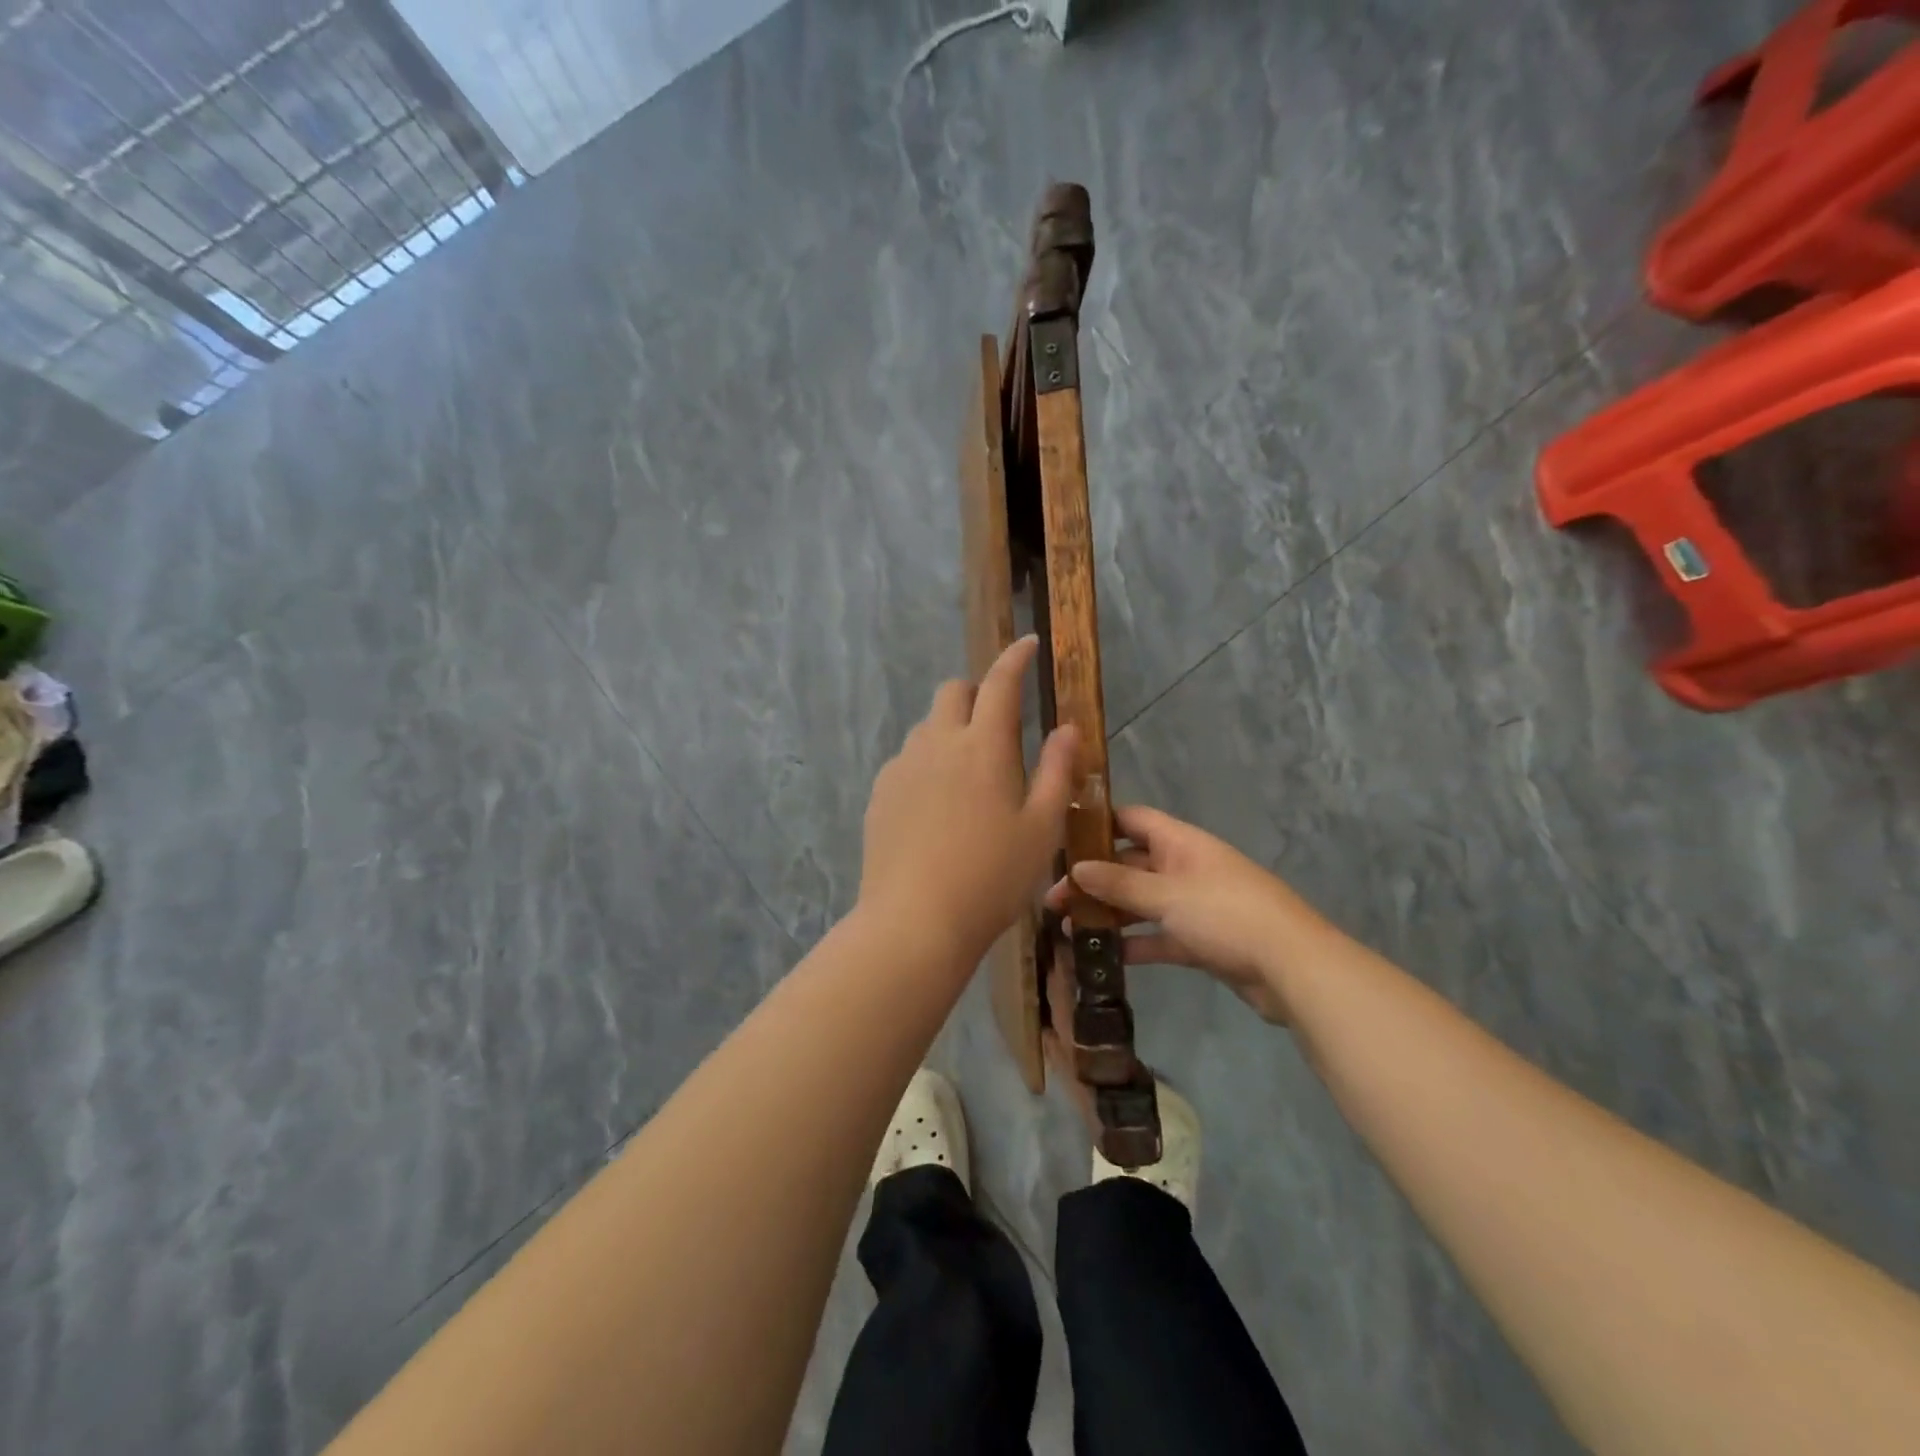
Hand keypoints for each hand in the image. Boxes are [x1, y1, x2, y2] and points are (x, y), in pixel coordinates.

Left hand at [859, 636, 1077, 963]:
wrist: (915, 921)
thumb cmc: (991, 877)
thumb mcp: (1042, 828)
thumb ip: (1057, 771)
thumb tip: (1067, 728)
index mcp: (983, 746)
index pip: (1000, 683)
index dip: (1015, 658)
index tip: (1027, 643)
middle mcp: (937, 743)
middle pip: (952, 692)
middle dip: (977, 693)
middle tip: (999, 727)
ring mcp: (902, 767)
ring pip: (927, 727)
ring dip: (951, 730)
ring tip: (969, 776)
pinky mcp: (880, 794)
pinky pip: (907, 760)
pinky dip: (928, 763)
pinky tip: (937, 806)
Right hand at [1045, 805, 1333, 1023]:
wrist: (1292, 968)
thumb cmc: (1226, 915)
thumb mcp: (1167, 895)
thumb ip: (1120, 883)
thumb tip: (1076, 867)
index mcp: (1181, 843)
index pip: (1133, 819)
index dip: (1099, 823)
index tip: (1061, 836)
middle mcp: (1184, 867)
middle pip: (1130, 864)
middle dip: (1094, 878)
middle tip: (1054, 897)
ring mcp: (1193, 905)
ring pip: (1141, 903)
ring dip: (1108, 913)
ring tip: (1066, 928)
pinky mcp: (1200, 940)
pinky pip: (1158, 935)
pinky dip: (1133, 944)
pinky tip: (1102, 956)